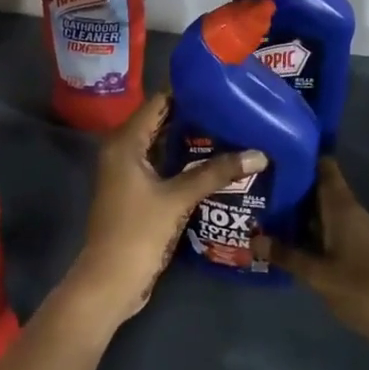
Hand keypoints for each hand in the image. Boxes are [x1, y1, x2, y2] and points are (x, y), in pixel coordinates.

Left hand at [61, 92, 263, 330]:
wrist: (109, 282)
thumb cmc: (138, 232)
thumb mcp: (178, 199)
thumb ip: (215, 173)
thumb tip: (259, 153)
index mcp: (125, 142)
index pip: (158, 102)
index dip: (187, 93)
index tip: (221, 88)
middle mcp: (122, 149)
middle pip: (160, 121)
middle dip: (193, 116)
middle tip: (231, 109)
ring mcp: (127, 171)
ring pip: (162, 144)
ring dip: (190, 140)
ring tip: (229, 130)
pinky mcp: (135, 191)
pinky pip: (160, 164)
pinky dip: (182, 161)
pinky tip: (212, 162)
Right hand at [255, 159, 368, 369]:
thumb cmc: (364, 290)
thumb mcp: (319, 274)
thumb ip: (286, 255)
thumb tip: (252, 238)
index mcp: (342, 206)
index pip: (323, 166)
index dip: (301, 154)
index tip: (272, 149)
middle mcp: (349, 212)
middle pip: (317, 189)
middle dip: (289, 185)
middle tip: (254, 181)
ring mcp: (354, 233)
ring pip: (320, 212)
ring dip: (295, 211)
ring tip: (260, 208)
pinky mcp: (356, 253)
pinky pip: (326, 232)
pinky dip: (306, 232)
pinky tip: (283, 240)